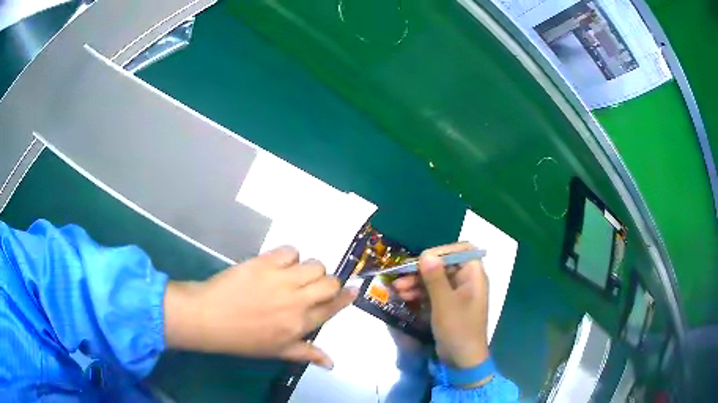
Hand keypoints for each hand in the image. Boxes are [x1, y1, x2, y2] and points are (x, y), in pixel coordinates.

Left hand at [163, 246, 356, 369]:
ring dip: (310, 268)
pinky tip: (279, 264)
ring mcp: (281, 280)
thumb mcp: (277, 351)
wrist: (209, 317)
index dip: (346, 297)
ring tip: (296, 274)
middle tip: (316, 284)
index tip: (353, 289)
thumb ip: (307, 354)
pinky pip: (290, 251)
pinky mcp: (264, 262)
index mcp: (300, 324)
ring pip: (314, 264)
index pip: (332, 307)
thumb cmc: (242, 339)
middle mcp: (297, 301)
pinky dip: (289, 255)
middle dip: (329, 281)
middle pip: (330, 282)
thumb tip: (332, 363)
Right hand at [393, 242, 488, 368]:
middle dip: (421, 270)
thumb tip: (425, 254)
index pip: (461, 250)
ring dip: (416, 282)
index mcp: (474, 275)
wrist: (462, 359)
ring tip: (397, 289)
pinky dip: (419, 293)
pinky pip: (433, 292)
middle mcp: (467, 280)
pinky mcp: (448, 305)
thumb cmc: (458, 329)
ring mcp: (457, 293)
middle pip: (443, 265)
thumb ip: (435, 278)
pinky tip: (404, 297)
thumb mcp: (444, 303)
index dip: (441, 251)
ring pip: (435, 279)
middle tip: (400, 276)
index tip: (422, 259)